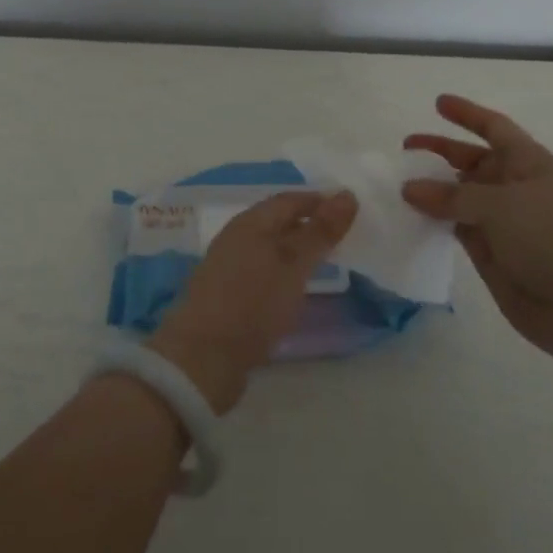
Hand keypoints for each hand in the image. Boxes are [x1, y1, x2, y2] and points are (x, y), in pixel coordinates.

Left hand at [148, 189, 357, 413]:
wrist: (202, 358)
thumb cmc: (252, 303)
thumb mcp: (294, 265)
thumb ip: (320, 231)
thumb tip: (347, 194)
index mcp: (250, 223)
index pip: (289, 199)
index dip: (319, 201)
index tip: (349, 211)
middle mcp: (236, 238)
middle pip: (277, 221)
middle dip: (308, 223)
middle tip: (341, 235)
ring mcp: (228, 267)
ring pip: (269, 247)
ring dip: (295, 248)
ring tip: (323, 260)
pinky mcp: (227, 295)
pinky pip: (262, 270)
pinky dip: (283, 270)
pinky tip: (295, 287)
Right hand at [402, 94, 552, 367]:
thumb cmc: (551, 238)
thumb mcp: (500, 206)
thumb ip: (451, 195)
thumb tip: (409, 188)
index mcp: (528, 163)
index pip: (494, 128)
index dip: (468, 114)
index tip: (438, 103)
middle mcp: (515, 187)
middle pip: (472, 161)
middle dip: (441, 152)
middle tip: (405, 149)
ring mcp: (503, 221)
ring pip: (460, 196)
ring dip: (433, 189)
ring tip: (398, 186)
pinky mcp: (491, 252)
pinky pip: (456, 227)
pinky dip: (435, 221)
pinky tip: (410, 218)